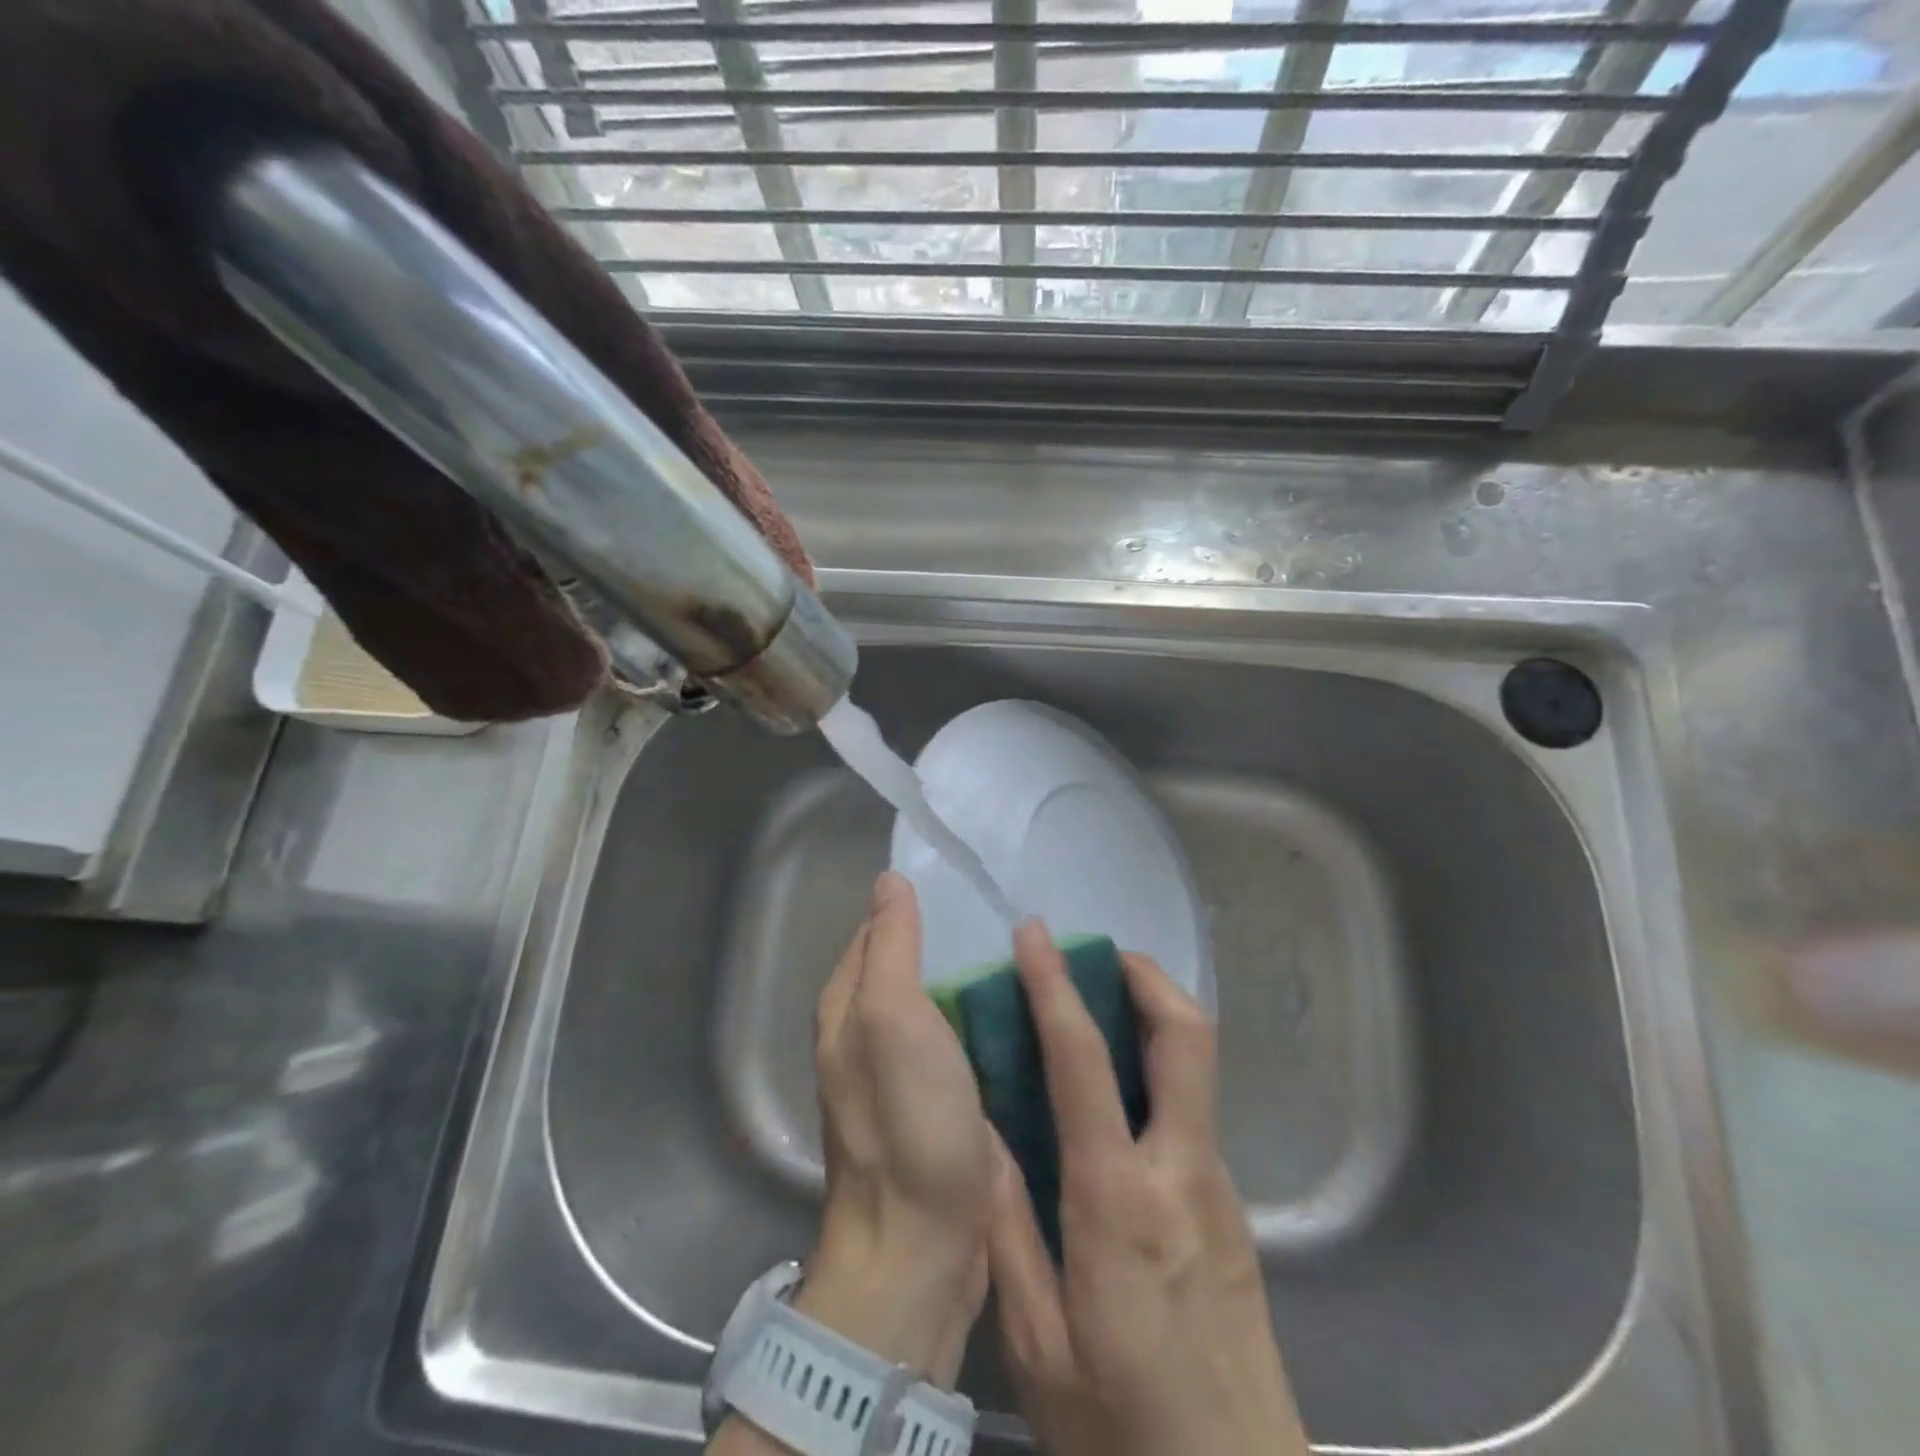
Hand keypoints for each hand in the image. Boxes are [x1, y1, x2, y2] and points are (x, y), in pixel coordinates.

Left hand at [802, 871, 995, 1386]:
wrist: (923, 1248)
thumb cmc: (907, 1121)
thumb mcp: (893, 1018)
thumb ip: (892, 947)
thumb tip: (889, 880)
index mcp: (847, 1007)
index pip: (878, 932)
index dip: (915, 904)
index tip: (968, 883)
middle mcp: (866, 1035)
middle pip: (910, 966)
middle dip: (951, 938)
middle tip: (1010, 914)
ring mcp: (904, 1074)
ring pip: (938, 1004)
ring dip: (972, 979)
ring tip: (1027, 951)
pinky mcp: (939, 1104)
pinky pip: (961, 1041)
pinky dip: (985, 1019)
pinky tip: (1025, 1008)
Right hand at [987, 922, 1309, 1455]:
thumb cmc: (1124, 1434)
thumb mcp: (1037, 1347)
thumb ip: (1008, 1229)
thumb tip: (980, 1133)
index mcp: (1119, 1202)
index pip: (1084, 1063)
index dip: (1056, 987)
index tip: (1036, 936)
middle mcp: (1181, 1174)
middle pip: (1187, 1038)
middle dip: (1147, 977)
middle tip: (1100, 954)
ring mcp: (1217, 1189)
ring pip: (1198, 1069)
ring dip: (1154, 1017)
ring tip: (1099, 1006)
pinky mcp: (1231, 1211)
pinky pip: (1192, 1110)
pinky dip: (1158, 1070)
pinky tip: (1115, 1097)